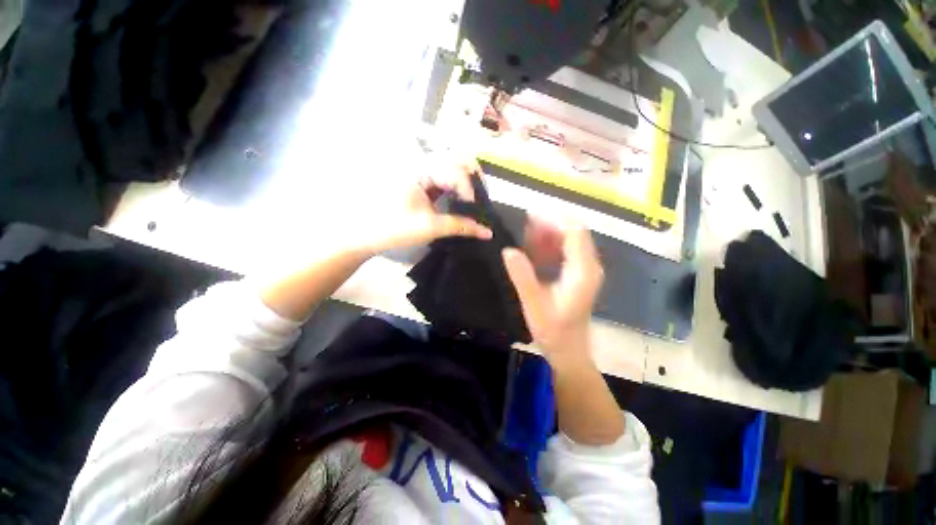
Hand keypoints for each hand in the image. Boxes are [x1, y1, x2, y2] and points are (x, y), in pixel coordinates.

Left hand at [357, 162, 492, 254]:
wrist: (364, 234)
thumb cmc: (394, 228)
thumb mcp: (430, 227)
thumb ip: (461, 227)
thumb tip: (487, 232)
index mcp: (420, 169)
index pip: (456, 171)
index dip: (470, 190)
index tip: (475, 210)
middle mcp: (422, 163)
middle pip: (457, 159)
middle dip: (474, 178)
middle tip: (480, 199)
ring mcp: (422, 171)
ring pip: (453, 167)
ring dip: (467, 181)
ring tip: (474, 201)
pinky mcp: (422, 181)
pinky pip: (445, 178)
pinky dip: (457, 188)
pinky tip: (462, 201)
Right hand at [502, 219, 603, 360]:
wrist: (569, 350)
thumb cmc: (553, 330)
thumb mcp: (534, 304)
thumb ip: (522, 276)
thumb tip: (508, 250)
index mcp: (582, 271)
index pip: (575, 231)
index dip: (554, 218)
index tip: (530, 215)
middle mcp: (589, 265)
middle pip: (572, 232)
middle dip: (548, 225)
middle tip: (524, 226)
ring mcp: (585, 269)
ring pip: (568, 240)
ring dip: (548, 235)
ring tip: (526, 238)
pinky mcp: (579, 274)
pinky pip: (565, 251)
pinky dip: (550, 246)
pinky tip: (533, 252)